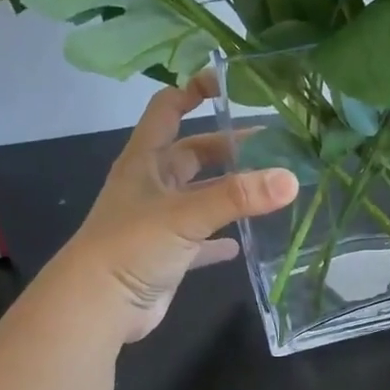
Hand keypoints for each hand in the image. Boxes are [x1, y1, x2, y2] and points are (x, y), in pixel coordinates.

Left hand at [47, 73, 297, 344]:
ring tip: (269, 187)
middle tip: (272, 145)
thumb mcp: (186, 214)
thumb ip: (238, 196)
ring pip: (200, 196)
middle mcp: (151, 185)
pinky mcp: (166, 255)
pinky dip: (220, 239)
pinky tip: (245, 241)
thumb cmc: (133, 246)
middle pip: (192, 154)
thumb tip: (291, 178)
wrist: (98, 306)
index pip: (168, 109)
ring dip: (228, 192)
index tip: (230, 83)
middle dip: (228, 146)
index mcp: (146, 161)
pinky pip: (200, 241)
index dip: (193, 90)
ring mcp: (158, 221)